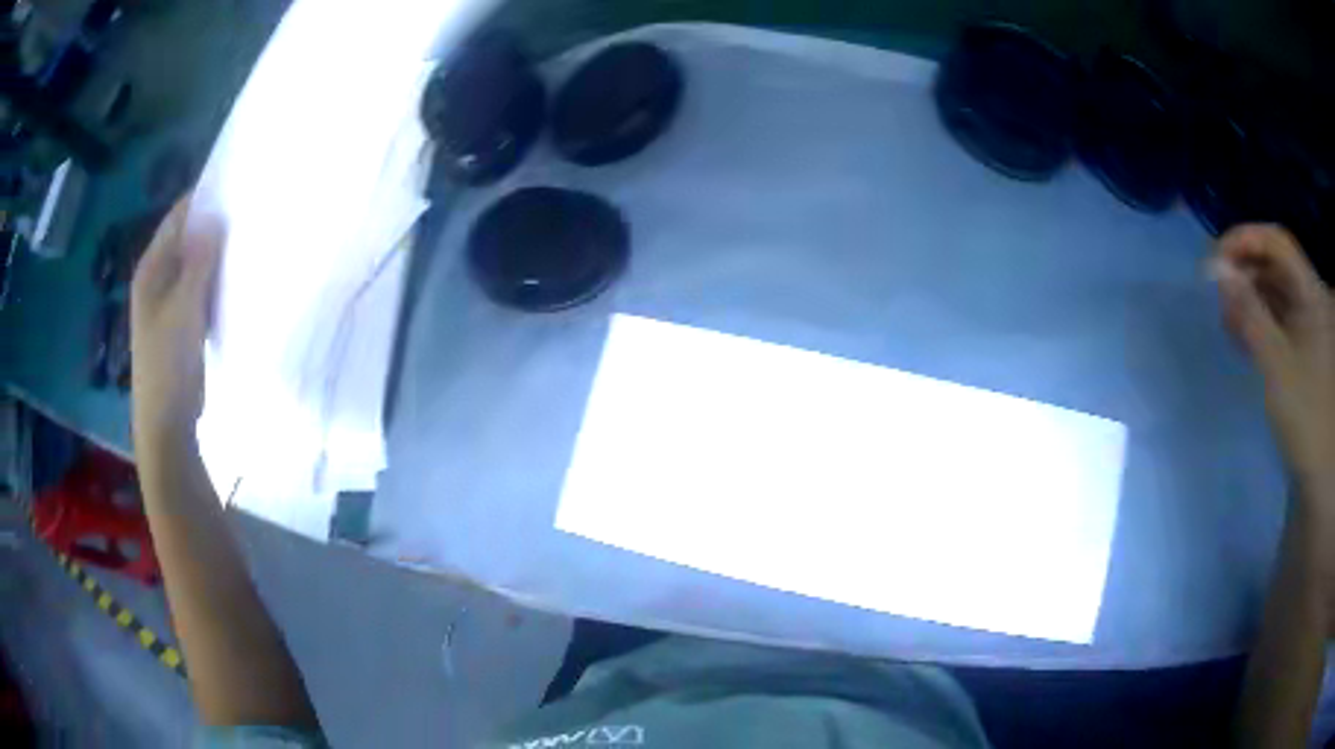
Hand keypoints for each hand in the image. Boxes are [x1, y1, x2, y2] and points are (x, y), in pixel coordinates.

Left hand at [130, 198, 224, 444]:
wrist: (166, 422)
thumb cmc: (169, 363)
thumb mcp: (184, 308)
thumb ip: (198, 262)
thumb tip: (214, 217)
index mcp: (151, 269)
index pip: (178, 217)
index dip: (203, 199)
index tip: (237, 186)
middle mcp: (157, 279)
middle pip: (186, 239)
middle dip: (213, 226)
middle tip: (248, 213)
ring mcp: (168, 303)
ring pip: (195, 265)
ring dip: (215, 255)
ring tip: (248, 240)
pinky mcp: (181, 323)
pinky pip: (200, 290)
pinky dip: (214, 281)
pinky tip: (235, 278)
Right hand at [1212, 224, 1334, 496]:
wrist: (1320, 474)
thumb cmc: (1305, 416)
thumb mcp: (1276, 364)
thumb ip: (1248, 313)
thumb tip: (1217, 271)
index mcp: (1312, 292)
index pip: (1277, 242)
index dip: (1245, 240)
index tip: (1214, 262)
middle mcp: (1313, 297)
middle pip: (1276, 264)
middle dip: (1245, 271)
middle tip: (1218, 294)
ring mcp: (1310, 323)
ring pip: (1277, 291)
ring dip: (1251, 297)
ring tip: (1228, 319)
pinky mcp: (1305, 347)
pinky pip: (1281, 317)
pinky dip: (1261, 319)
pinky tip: (1244, 334)